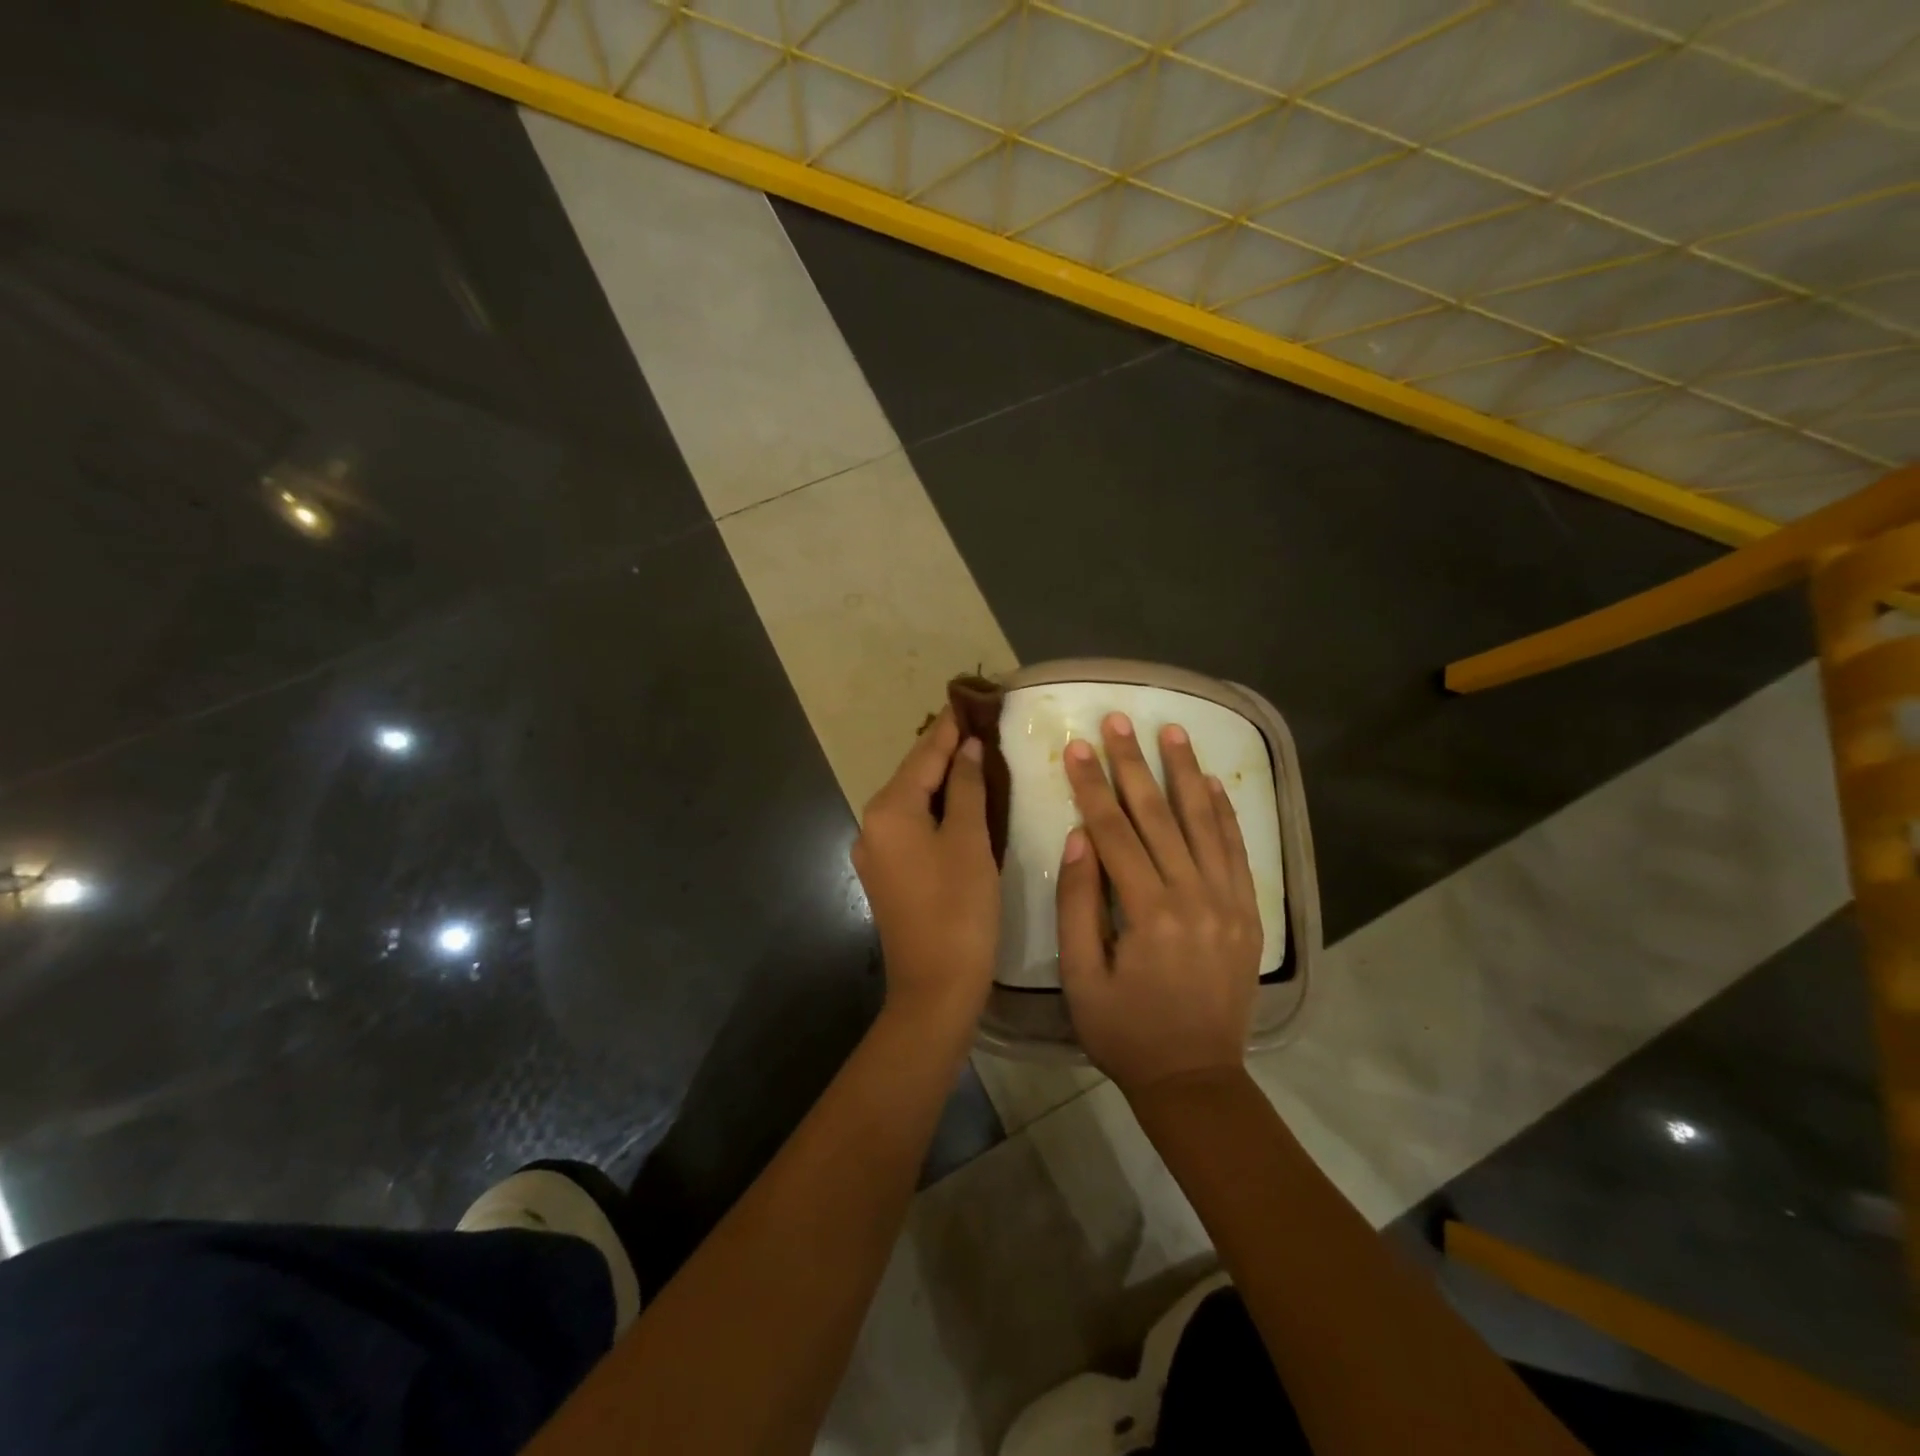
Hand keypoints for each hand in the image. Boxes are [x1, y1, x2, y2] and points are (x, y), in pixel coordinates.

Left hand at [852, 709, 1001, 1025]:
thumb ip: (967, 788)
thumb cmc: (959, 908)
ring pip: (912, 802)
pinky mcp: (887, 875)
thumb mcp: (970, 840)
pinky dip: (935, 810)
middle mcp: (872, 825)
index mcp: (889, 810)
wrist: (935, 987)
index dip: (951, 728)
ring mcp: (876, 852)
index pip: (924, 756)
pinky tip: (959, 803)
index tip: (970, 699)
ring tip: (975, 756)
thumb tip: (968, 749)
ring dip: (941, 780)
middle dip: (945, 751)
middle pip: (913, 776)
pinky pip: (911, 827)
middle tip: (979, 725)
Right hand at [1056, 713, 1261, 1094]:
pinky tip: (1213, 782)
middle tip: (1119, 720)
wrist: (1196, 1078)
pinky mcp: (1247, 913)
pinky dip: (1225, 813)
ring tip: (1172, 731)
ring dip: (1185, 772)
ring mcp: (1227, 902)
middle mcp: (1192, 896)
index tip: (1076, 746)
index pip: (1114, 831)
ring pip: (1203, 822)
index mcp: (1147, 913)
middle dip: (1133, 763)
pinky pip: (1237, 851)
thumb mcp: (1080, 977)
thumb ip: (1077, 904)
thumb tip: (1079, 837)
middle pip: (1157, 816)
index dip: (1091, 785)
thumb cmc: (1124, 1031)